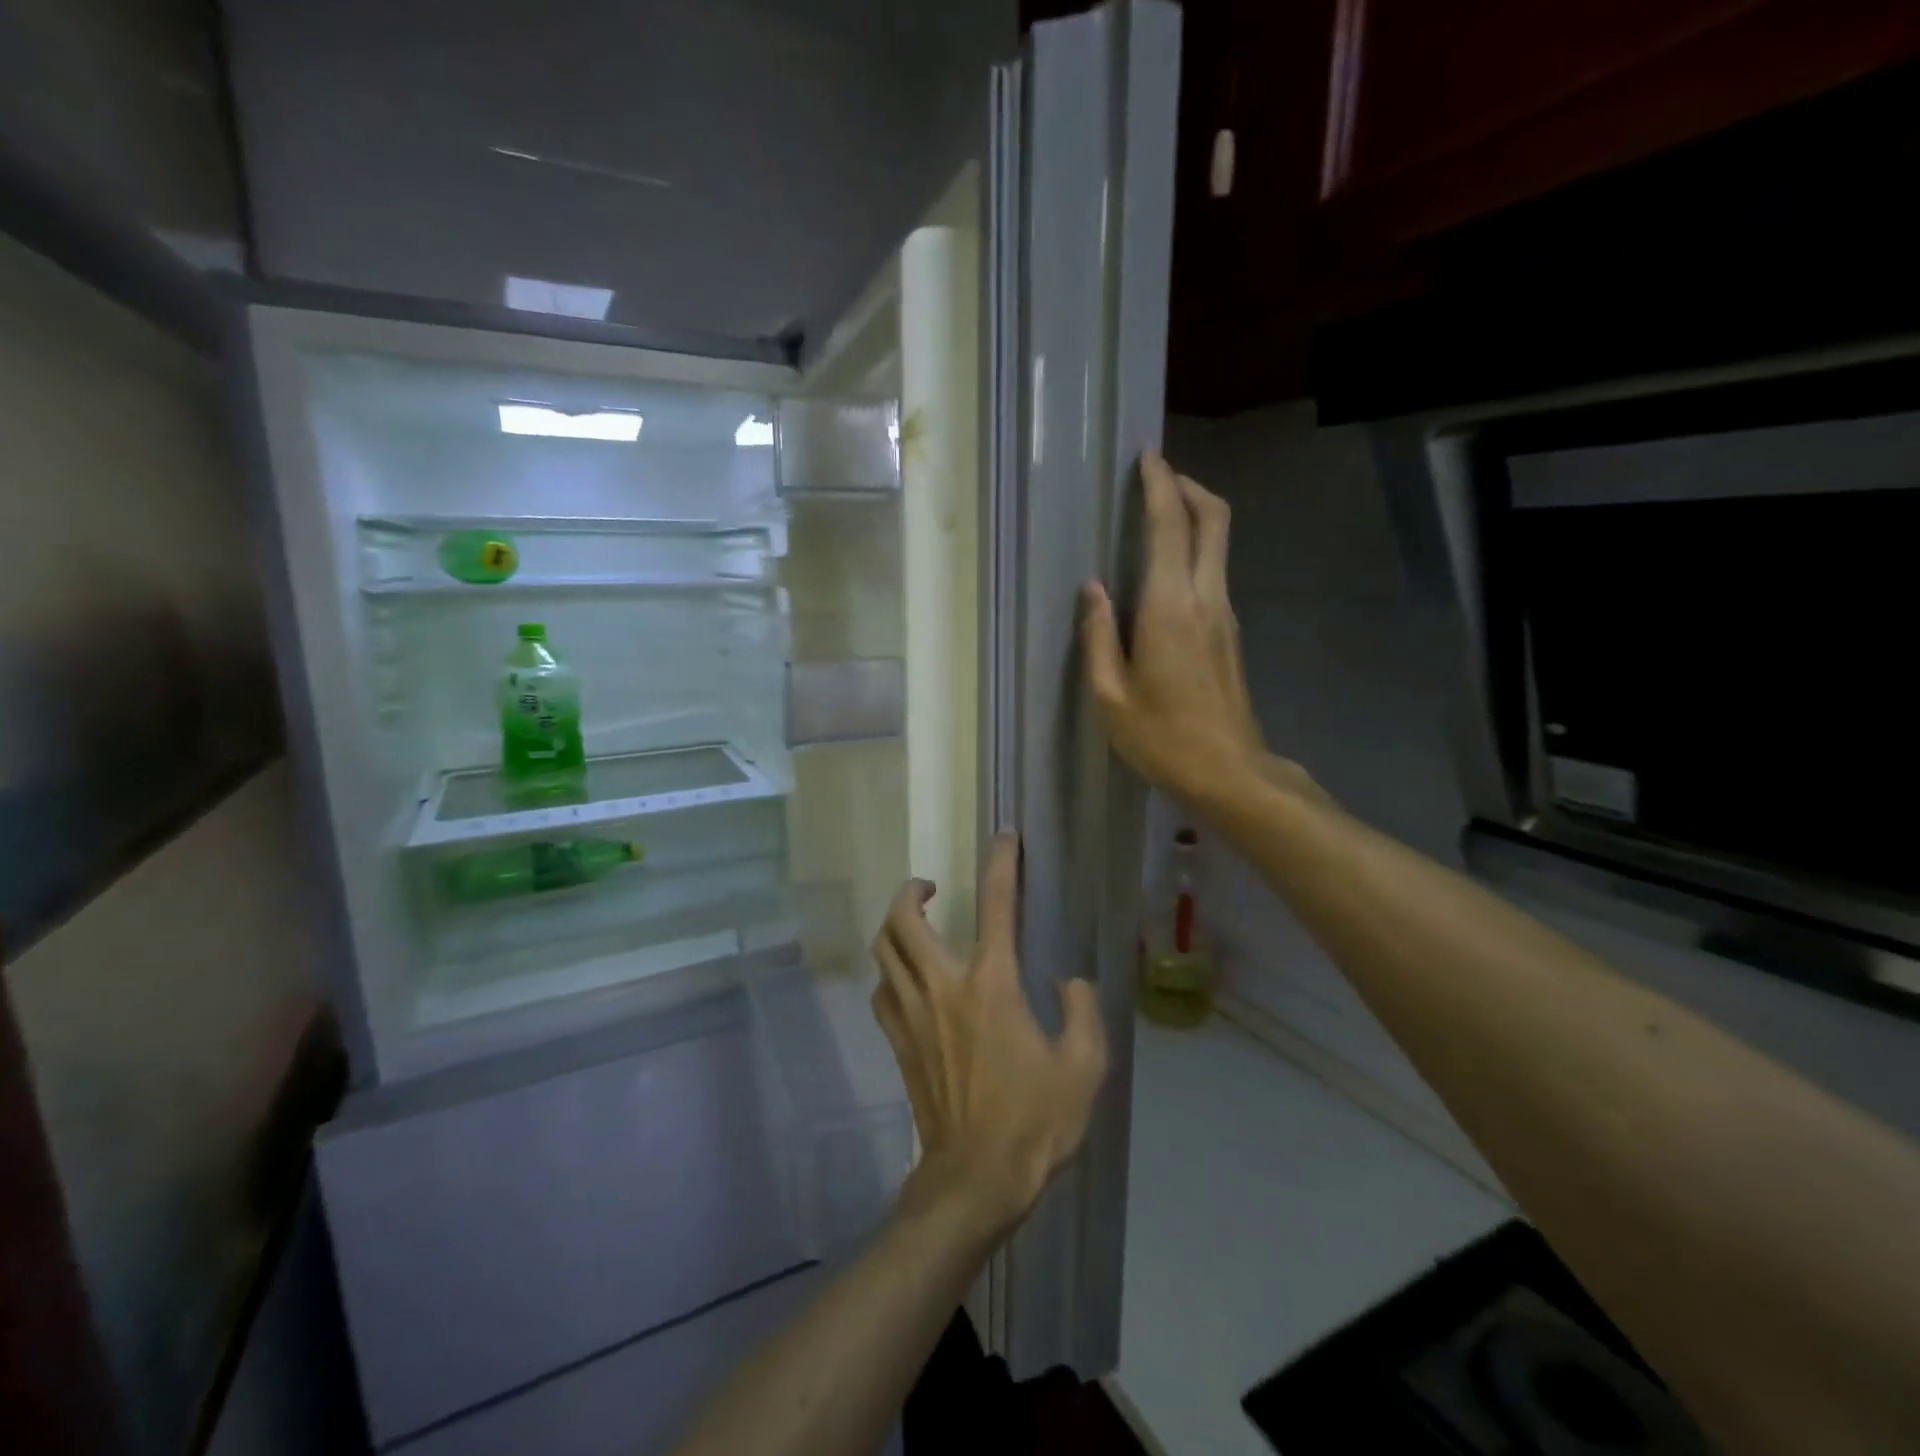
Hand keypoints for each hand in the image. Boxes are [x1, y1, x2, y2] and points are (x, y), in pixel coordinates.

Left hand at [870, 832, 1108, 1242]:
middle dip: (912, 890)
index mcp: (992, 985)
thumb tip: (1068, 981)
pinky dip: (890, 972)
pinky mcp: (898, 1044)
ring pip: (884, 952)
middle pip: (904, 921)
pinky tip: (907, 979)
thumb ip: (1083, 1011)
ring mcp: (913, 1016)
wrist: (975, 1180)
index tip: (1004, 837)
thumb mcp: (1084, 1066)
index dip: (1002, 864)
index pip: (997, 906)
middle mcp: (943, 988)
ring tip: (916, 923)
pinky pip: (882, 992)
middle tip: (931, 886)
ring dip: (895, 926)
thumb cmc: (1035, 1122)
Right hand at [1081, 449, 1325, 807]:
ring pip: (1219, 543)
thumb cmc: (1162, 738)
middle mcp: (1207, 598)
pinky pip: (1214, 571)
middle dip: (1187, 486)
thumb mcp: (1111, 695)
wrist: (1230, 772)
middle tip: (1157, 474)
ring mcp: (1225, 614)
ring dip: (1193, 516)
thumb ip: (1098, 635)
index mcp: (1171, 607)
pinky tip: (1165, 570)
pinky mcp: (1230, 632)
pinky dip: (1194, 549)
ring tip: (1156, 514)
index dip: (1160, 484)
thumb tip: (1093, 588)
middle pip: (1213, 519)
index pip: (1171, 526)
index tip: (1147, 456)